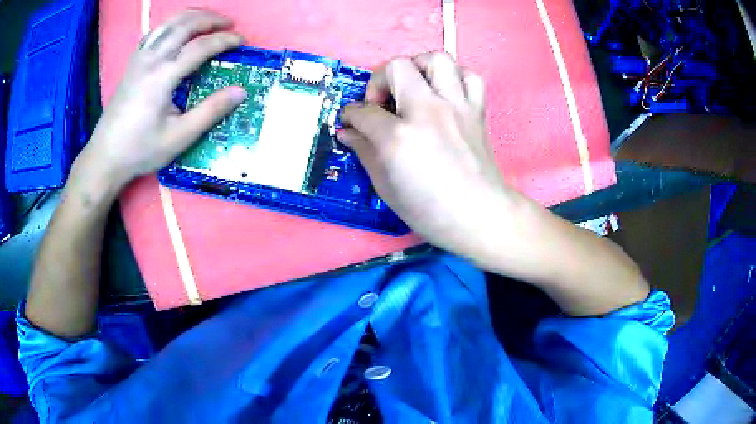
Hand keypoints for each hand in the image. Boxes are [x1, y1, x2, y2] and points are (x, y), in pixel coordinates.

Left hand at [81, 9, 246, 189]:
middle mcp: (151, 59)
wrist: (105, 157)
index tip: (242, 41)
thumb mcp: (179, 137)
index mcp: (163, 76)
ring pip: (168, 24)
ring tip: (208, 20)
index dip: (225, 40)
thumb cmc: (141, 149)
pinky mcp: (132, 64)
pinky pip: (154, 33)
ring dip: (191, 16)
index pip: (200, 46)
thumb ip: (210, 112)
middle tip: (229, 24)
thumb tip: (240, 92)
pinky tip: (177, 31)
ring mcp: (139, 59)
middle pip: (185, 25)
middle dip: (210, 19)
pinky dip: (171, 25)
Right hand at [339, 53, 516, 252]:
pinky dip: (455, 78)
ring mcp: (456, 107)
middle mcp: (428, 111)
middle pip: (397, 67)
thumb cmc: (429, 211)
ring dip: (419, 67)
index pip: (364, 111)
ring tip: (414, 87)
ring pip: (437, 59)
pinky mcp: (477, 111)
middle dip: (380, 80)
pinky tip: (445, 94)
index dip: (350, 115)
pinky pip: (469, 76)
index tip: (351, 122)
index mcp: (399, 137)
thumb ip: (364, 153)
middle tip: (382, 104)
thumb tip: (348, 132)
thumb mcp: (386, 188)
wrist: (480, 216)